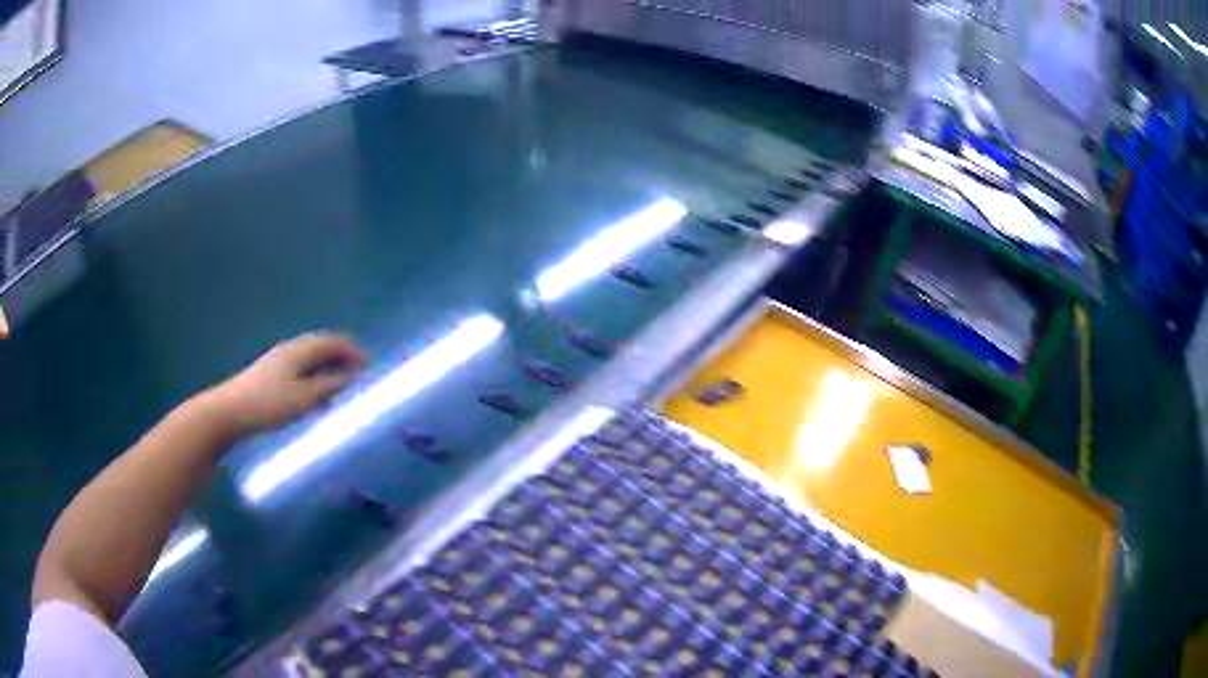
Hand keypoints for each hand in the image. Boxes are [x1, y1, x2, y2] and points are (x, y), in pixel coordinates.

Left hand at [208, 332, 368, 436]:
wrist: (229, 413)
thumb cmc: (268, 404)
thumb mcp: (304, 398)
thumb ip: (330, 386)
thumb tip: (354, 376)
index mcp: (300, 350)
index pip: (334, 342)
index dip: (354, 352)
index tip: (371, 368)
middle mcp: (291, 350)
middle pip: (322, 349)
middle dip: (343, 361)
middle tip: (359, 382)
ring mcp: (278, 363)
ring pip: (311, 362)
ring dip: (329, 373)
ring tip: (341, 394)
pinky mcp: (271, 377)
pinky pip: (301, 373)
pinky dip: (315, 382)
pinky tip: (316, 402)